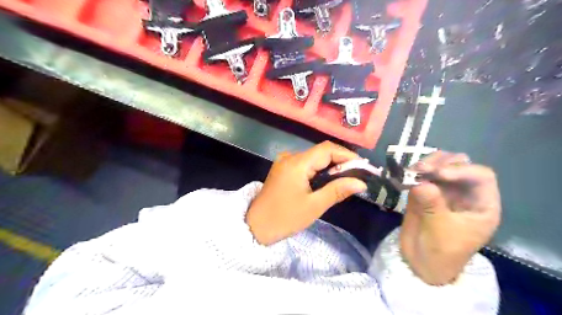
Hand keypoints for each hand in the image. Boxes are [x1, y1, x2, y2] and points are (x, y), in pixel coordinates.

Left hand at [246, 141, 369, 246]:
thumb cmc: (285, 218)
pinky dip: (319, 169)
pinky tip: (328, 179)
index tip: (363, 167)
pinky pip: (306, 164)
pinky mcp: (283, 169)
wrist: (256, 226)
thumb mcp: (314, 206)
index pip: (327, 149)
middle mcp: (290, 157)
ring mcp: (285, 162)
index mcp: (297, 163)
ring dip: (331, 166)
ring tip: (347, 177)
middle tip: (358, 174)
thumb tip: (361, 183)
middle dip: (341, 161)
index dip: (347, 155)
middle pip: (321, 152)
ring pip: (314, 158)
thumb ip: (337, 190)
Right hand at [399, 151, 499, 284]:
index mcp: (481, 204)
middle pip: (459, 164)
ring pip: (439, 165)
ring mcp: (443, 190)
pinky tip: (403, 176)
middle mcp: (464, 192)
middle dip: (440, 163)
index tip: (437, 174)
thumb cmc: (440, 252)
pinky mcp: (425, 190)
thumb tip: (421, 182)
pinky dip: (412, 172)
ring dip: (425, 164)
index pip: (481, 176)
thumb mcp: (440, 231)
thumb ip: (432, 205)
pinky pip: (421, 175)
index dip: (461, 170)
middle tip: (419, 169)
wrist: (420, 262)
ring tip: (410, 172)